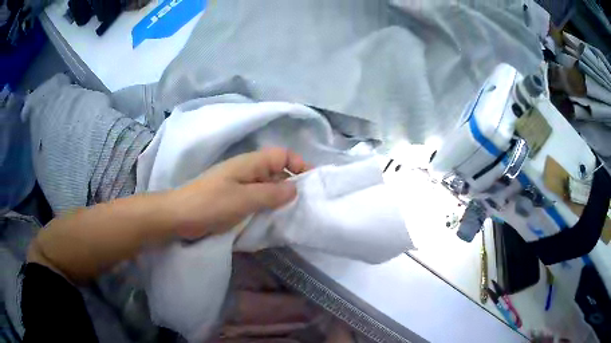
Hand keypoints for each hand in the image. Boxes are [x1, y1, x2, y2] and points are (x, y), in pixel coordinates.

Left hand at [168, 148, 308, 239]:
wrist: (179, 217)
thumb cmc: (210, 204)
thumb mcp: (244, 199)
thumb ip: (271, 193)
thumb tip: (296, 188)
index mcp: (250, 163)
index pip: (282, 155)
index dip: (298, 164)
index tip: (310, 184)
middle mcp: (247, 171)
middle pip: (277, 171)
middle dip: (292, 185)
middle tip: (304, 206)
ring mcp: (239, 186)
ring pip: (267, 187)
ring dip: (279, 199)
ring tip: (292, 215)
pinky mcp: (234, 200)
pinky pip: (257, 200)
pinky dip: (267, 207)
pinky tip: (272, 220)